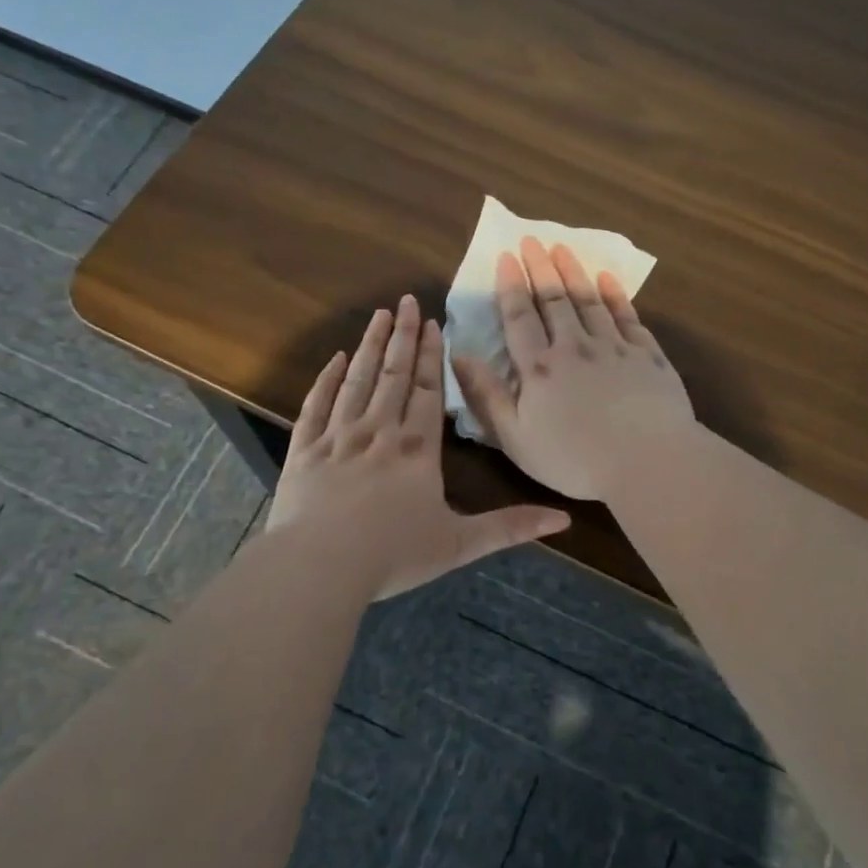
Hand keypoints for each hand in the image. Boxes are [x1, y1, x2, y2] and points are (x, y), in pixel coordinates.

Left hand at [268, 294, 570, 597]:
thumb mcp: (460, 544)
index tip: (432, 323)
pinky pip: (316, 405)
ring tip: (378, 316)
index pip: (427, 391)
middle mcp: (379, 432)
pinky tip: (336, 359)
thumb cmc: (393, 554)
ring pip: (358, 381)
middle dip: (402, 336)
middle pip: (394, 375)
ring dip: (370, 347)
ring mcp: (338, 437)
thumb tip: (563, 518)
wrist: (320, 565)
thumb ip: (510, 527)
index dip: (430, 356)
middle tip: (406, 301)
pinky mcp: (305, 450)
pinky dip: (327, 380)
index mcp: (417, 449)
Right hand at [451, 237, 695, 500]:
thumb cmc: (574, 459)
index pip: (519, 317)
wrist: (648, 462)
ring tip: (562, 248)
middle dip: (540, 268)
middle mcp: (574, 347)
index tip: (506, 257)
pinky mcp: (647, 355)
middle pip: (554, 300)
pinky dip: (615, 295)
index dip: (511, 285)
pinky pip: (627, 316)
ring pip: (589, 300)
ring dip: (574, 272)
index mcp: (539, 368)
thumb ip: (486, 395)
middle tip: (531, 240)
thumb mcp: (515, 437)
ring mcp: (614, 347)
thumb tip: (458, 355)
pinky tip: (608, 279)